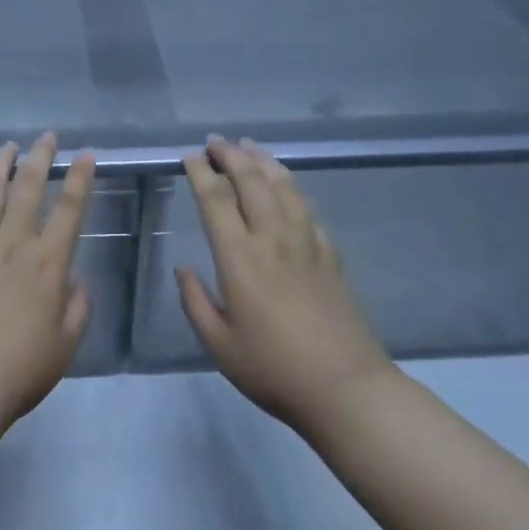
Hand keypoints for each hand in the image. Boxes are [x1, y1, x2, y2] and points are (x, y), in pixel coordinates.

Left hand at [0, 134, 95, 431]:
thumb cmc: (19, 370)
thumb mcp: (66, 345)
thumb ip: (77, 307)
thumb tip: (75, 279)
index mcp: (48, 264)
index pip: (70, 209)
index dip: (81, 178)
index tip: (87, 154)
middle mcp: (13, 244)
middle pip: (28, 188)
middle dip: (40, 157)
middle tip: (47, 137)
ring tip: (8, 146)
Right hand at [176, 137, 394, 433]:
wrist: (345, 388)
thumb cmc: (273, 370)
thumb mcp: (219, 344)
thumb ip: (195, 302)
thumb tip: (183, 267)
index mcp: (240, 260)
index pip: (216, 201)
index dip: (201, 174)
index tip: (190, 156)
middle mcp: (273, 240)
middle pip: (252, 183)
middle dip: (231, 156)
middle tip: (215, 142)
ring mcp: (307, 245)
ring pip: (285, 188)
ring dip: (264, 162)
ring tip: (250, 147)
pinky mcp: (330, 257)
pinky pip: (309, 211)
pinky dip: (293, 190)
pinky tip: (288, 188)